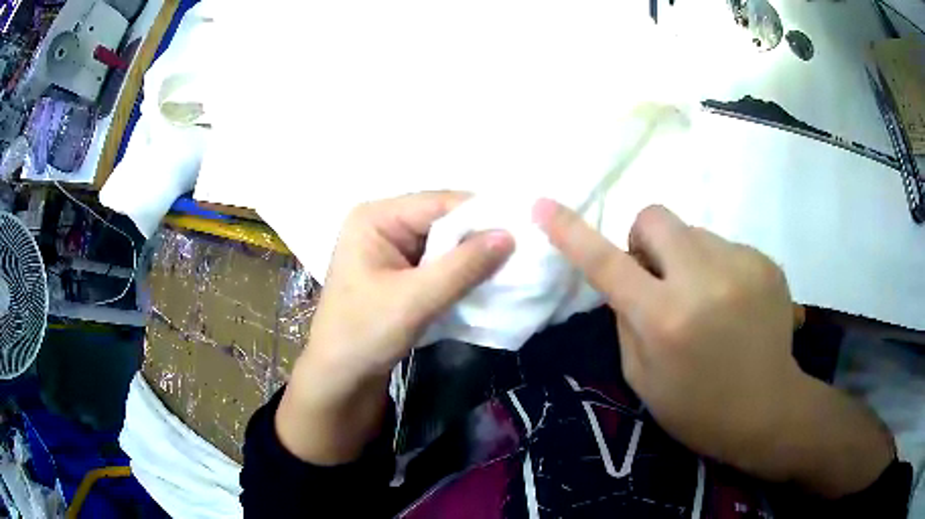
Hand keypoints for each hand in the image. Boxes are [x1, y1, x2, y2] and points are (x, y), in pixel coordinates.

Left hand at [277, 192, 512, 463]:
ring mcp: (392, 248)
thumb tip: (510, 235)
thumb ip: (462, 267)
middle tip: (522, 251)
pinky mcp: (400, 272)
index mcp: (376, 218)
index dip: (481, 214)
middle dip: (479, 238)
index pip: (438, 203)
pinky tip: (485, 282)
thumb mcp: (414, 300)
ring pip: (444, 243)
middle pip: (443, 221)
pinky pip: (438, 262)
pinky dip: (461, 272)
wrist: (340, 378)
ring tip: (511, 267)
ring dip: (473, 258)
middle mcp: (383, 224)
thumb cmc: (364, 334)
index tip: (523, 230)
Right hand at [534, 200, 893, 496]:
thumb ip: (626, 320)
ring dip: (688, 259)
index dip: (571, 232)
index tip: (542, 205)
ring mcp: (742, 266)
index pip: (607, 263)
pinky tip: (733, 304)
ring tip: (707, 301)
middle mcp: (704, 281)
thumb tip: (626, 277)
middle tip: (659, 280)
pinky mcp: (766, 262)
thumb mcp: (642, 377)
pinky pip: (725, 246)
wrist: (767, 410)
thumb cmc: (697, 407)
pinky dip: (718, 268)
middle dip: (646, 242)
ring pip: (694, 233)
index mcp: (665, 319)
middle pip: (656, 217)